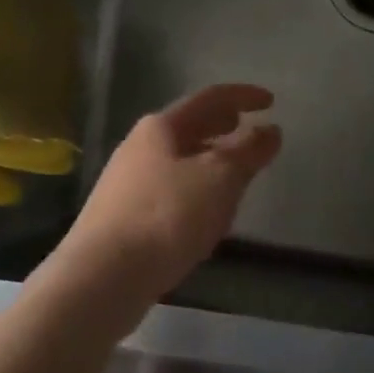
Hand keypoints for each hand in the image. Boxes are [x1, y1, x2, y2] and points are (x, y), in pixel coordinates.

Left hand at [55, 84, 281, 313]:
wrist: (102, 276)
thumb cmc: (167, 216)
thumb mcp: (220, 178)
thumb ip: (249, 150)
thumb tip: (270, 130)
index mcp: (161, 127)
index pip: (210, 98)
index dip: (243, 96)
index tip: (271, 101)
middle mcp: (139, 147)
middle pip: (190, 127)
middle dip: (222, 126)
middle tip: (249, 128)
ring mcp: (127, 182)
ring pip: (179, 159)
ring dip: (209, 159)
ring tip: (234, 172)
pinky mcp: (123, 216)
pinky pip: (169, 190)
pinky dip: (195, 189)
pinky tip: (205, 213)